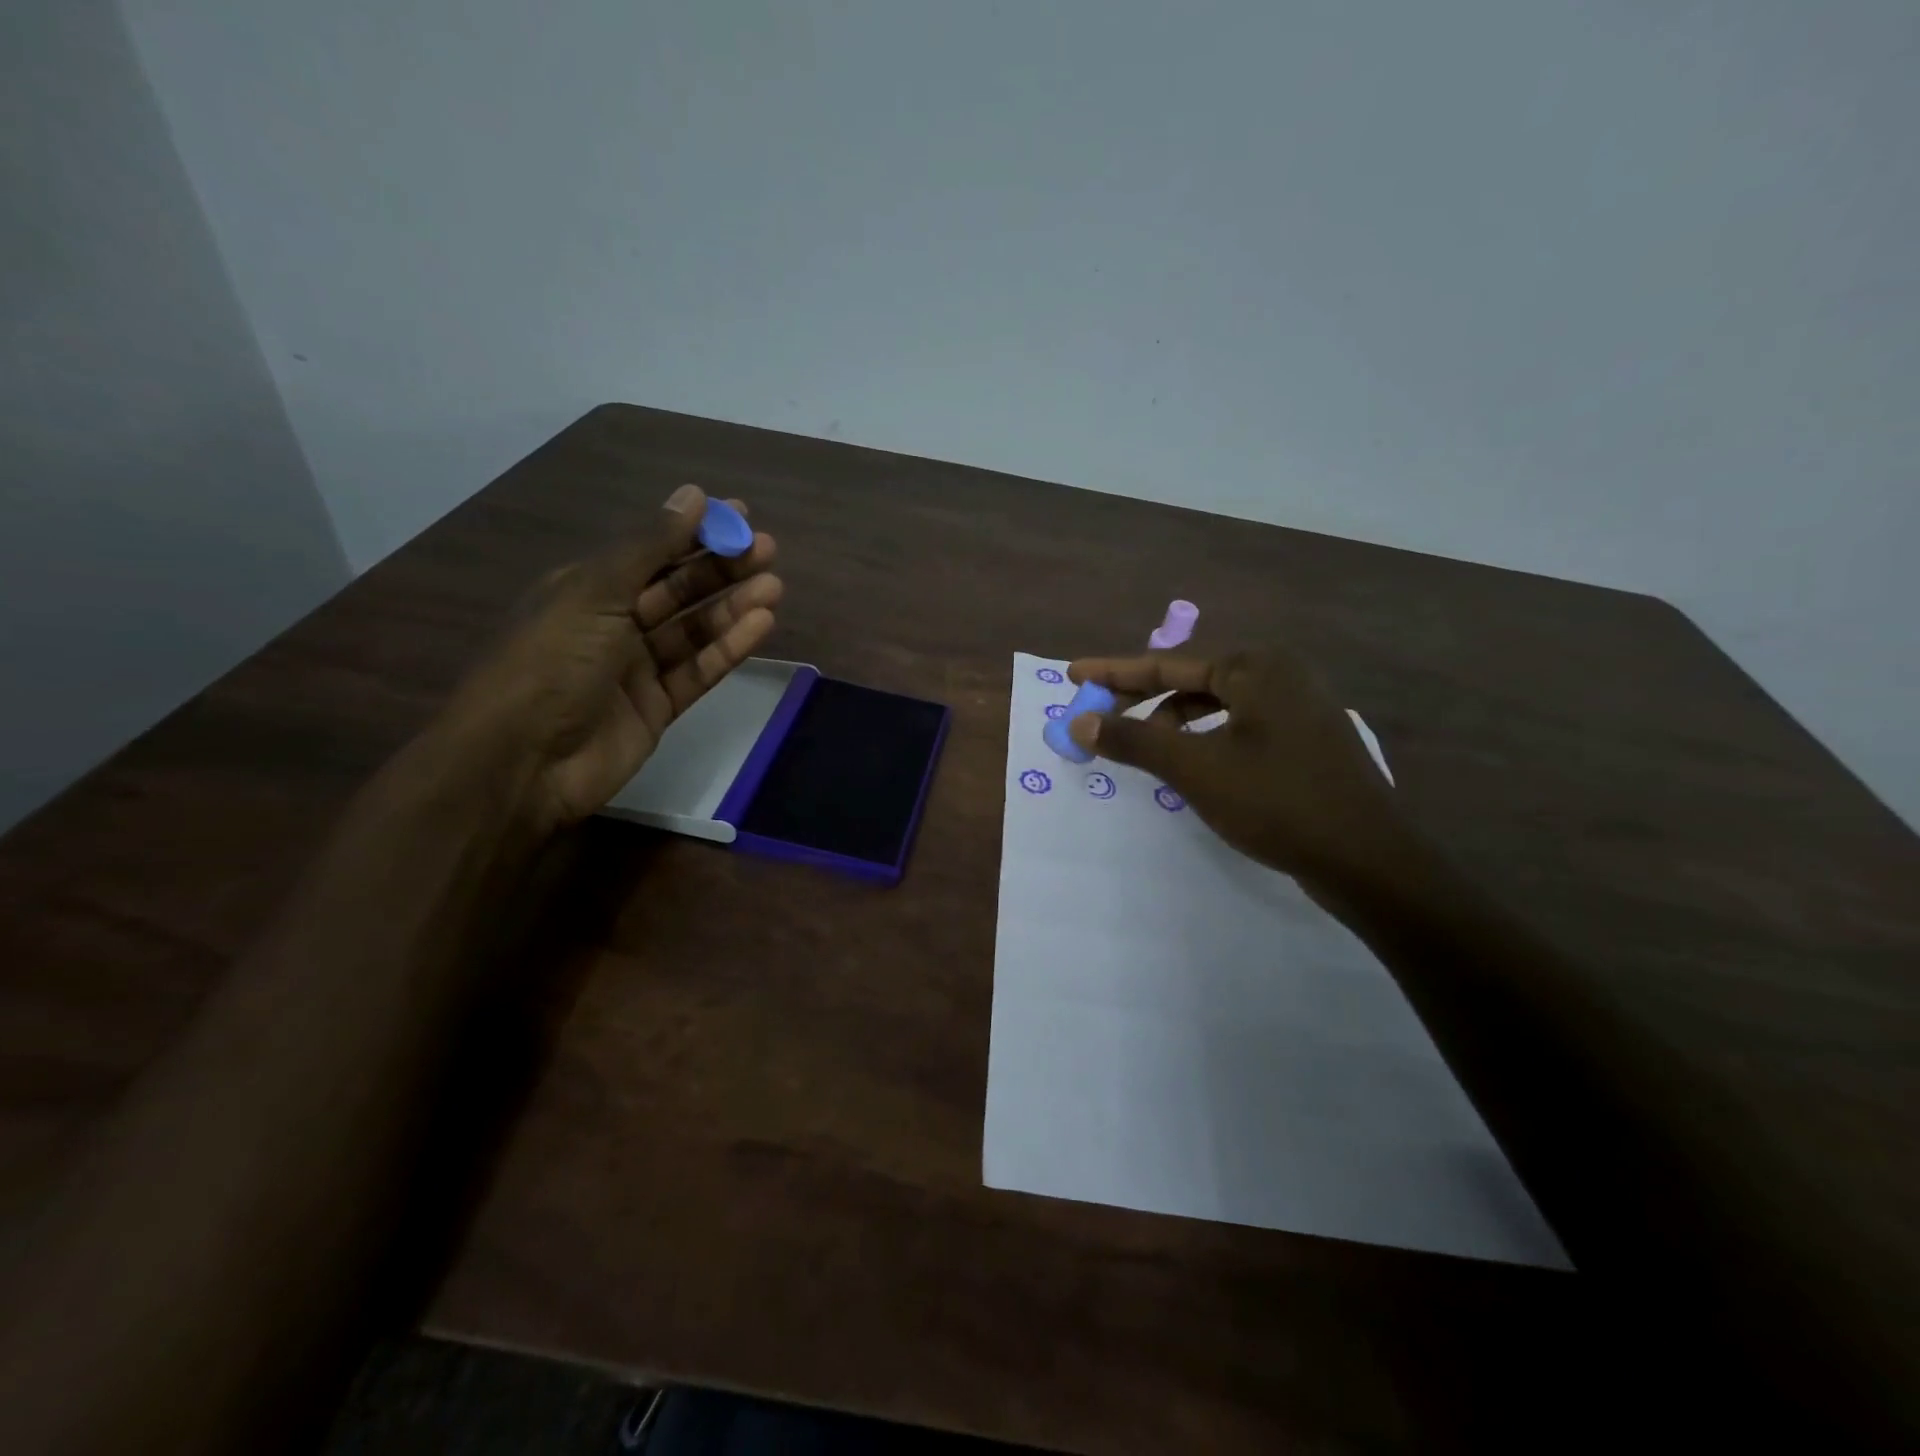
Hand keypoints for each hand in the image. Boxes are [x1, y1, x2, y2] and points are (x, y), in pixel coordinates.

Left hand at [438, 483, 781, 831]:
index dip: (694, 532)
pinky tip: (760, 625)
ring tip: (773, 586)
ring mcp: (636, 669)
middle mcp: (612, 624)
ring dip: (732, 607)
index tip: (739, 517)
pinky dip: (728, 648)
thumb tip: (693, 495)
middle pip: (677, 589)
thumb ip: (649, 547)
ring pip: (693, 630)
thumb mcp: (596, 592)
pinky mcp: (658, 708)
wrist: (522, 762)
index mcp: (586, 588)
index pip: (650, 551)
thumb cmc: (551, 662)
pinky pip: (698, 671)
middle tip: (767, 550)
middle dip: (721, 568)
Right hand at [1065, 646, 1409, 892]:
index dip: (1114, 672)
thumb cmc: (1276, 802)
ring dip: (1174, 722)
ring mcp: (1301, 708)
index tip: (1073, 675)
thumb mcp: (1195, 769)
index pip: (1167, 663)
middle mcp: (1281, 675)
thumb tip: (1079, 721)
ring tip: (1146, 750)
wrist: (1368, 860)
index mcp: (1256, 667)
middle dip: (1142, 699)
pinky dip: (1206, 738)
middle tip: (1102, 720)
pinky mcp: (1308, 741)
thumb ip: (1134, 740)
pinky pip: (1241, 727)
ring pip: (1217, 705)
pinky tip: (1193, 766)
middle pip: (1192, 679)